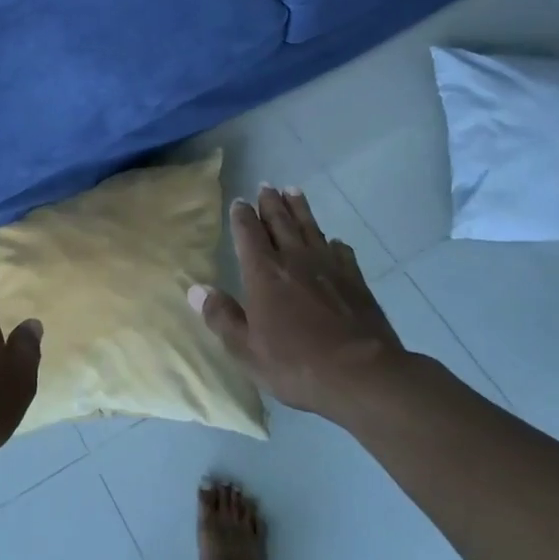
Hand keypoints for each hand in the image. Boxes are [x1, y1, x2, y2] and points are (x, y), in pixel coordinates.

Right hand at [191, 186, 406, 420]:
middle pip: (280, 222)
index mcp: (263, 273)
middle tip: (266, 186)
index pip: (248, 234)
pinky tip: (334, 241)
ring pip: (310, 228)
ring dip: (300, 209)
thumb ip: (221, 317)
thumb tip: (196, 289)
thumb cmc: (296, 364)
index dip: (242, 216)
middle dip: (270, 203)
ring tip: (293, 191)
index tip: (239, 202)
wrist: (362, 374)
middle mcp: (295, 260)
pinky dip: (334, 243)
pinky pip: (342, 251)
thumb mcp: (247, 350)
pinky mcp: (355, 280)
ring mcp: (329, 267)